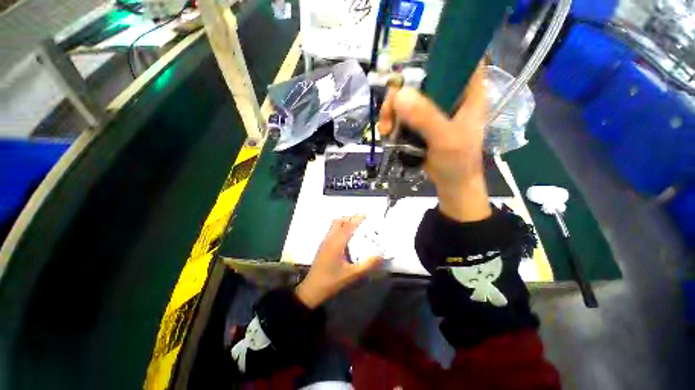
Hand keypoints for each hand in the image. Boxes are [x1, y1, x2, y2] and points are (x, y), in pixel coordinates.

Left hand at [295, 215, 382, 308]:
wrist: (312, 289)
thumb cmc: (332, 281)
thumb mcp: (352, 274)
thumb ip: (367, 265)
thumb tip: (380, 256)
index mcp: (336, 243)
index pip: (348, 226)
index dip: (357, 219)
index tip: (365, 214)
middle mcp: (329, 239)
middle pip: (338, 221)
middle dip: (349, 217)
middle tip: (361, 219)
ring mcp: (325, 242)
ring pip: (334, 225)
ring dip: (344, 222)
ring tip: (355, 226)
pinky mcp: (323, 246)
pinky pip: (332, 231)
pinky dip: (340, 227)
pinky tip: (347, 237)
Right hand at [379, 63, 491, 222]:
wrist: (451, 183)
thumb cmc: (457, 162)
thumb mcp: (445, 139)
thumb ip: (426, 118)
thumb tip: (399, 95)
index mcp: (468, 92)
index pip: (457, 57)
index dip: (438, 53)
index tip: (413, 66)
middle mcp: (449, 95)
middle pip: (420, 79)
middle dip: (400, 94)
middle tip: (388, 114)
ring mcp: (433, 110)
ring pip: (406, 98)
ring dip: (391, 112)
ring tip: (386, 130)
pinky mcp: (420, 123)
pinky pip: (401, 114)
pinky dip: (392, 121)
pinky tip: (387, 133)